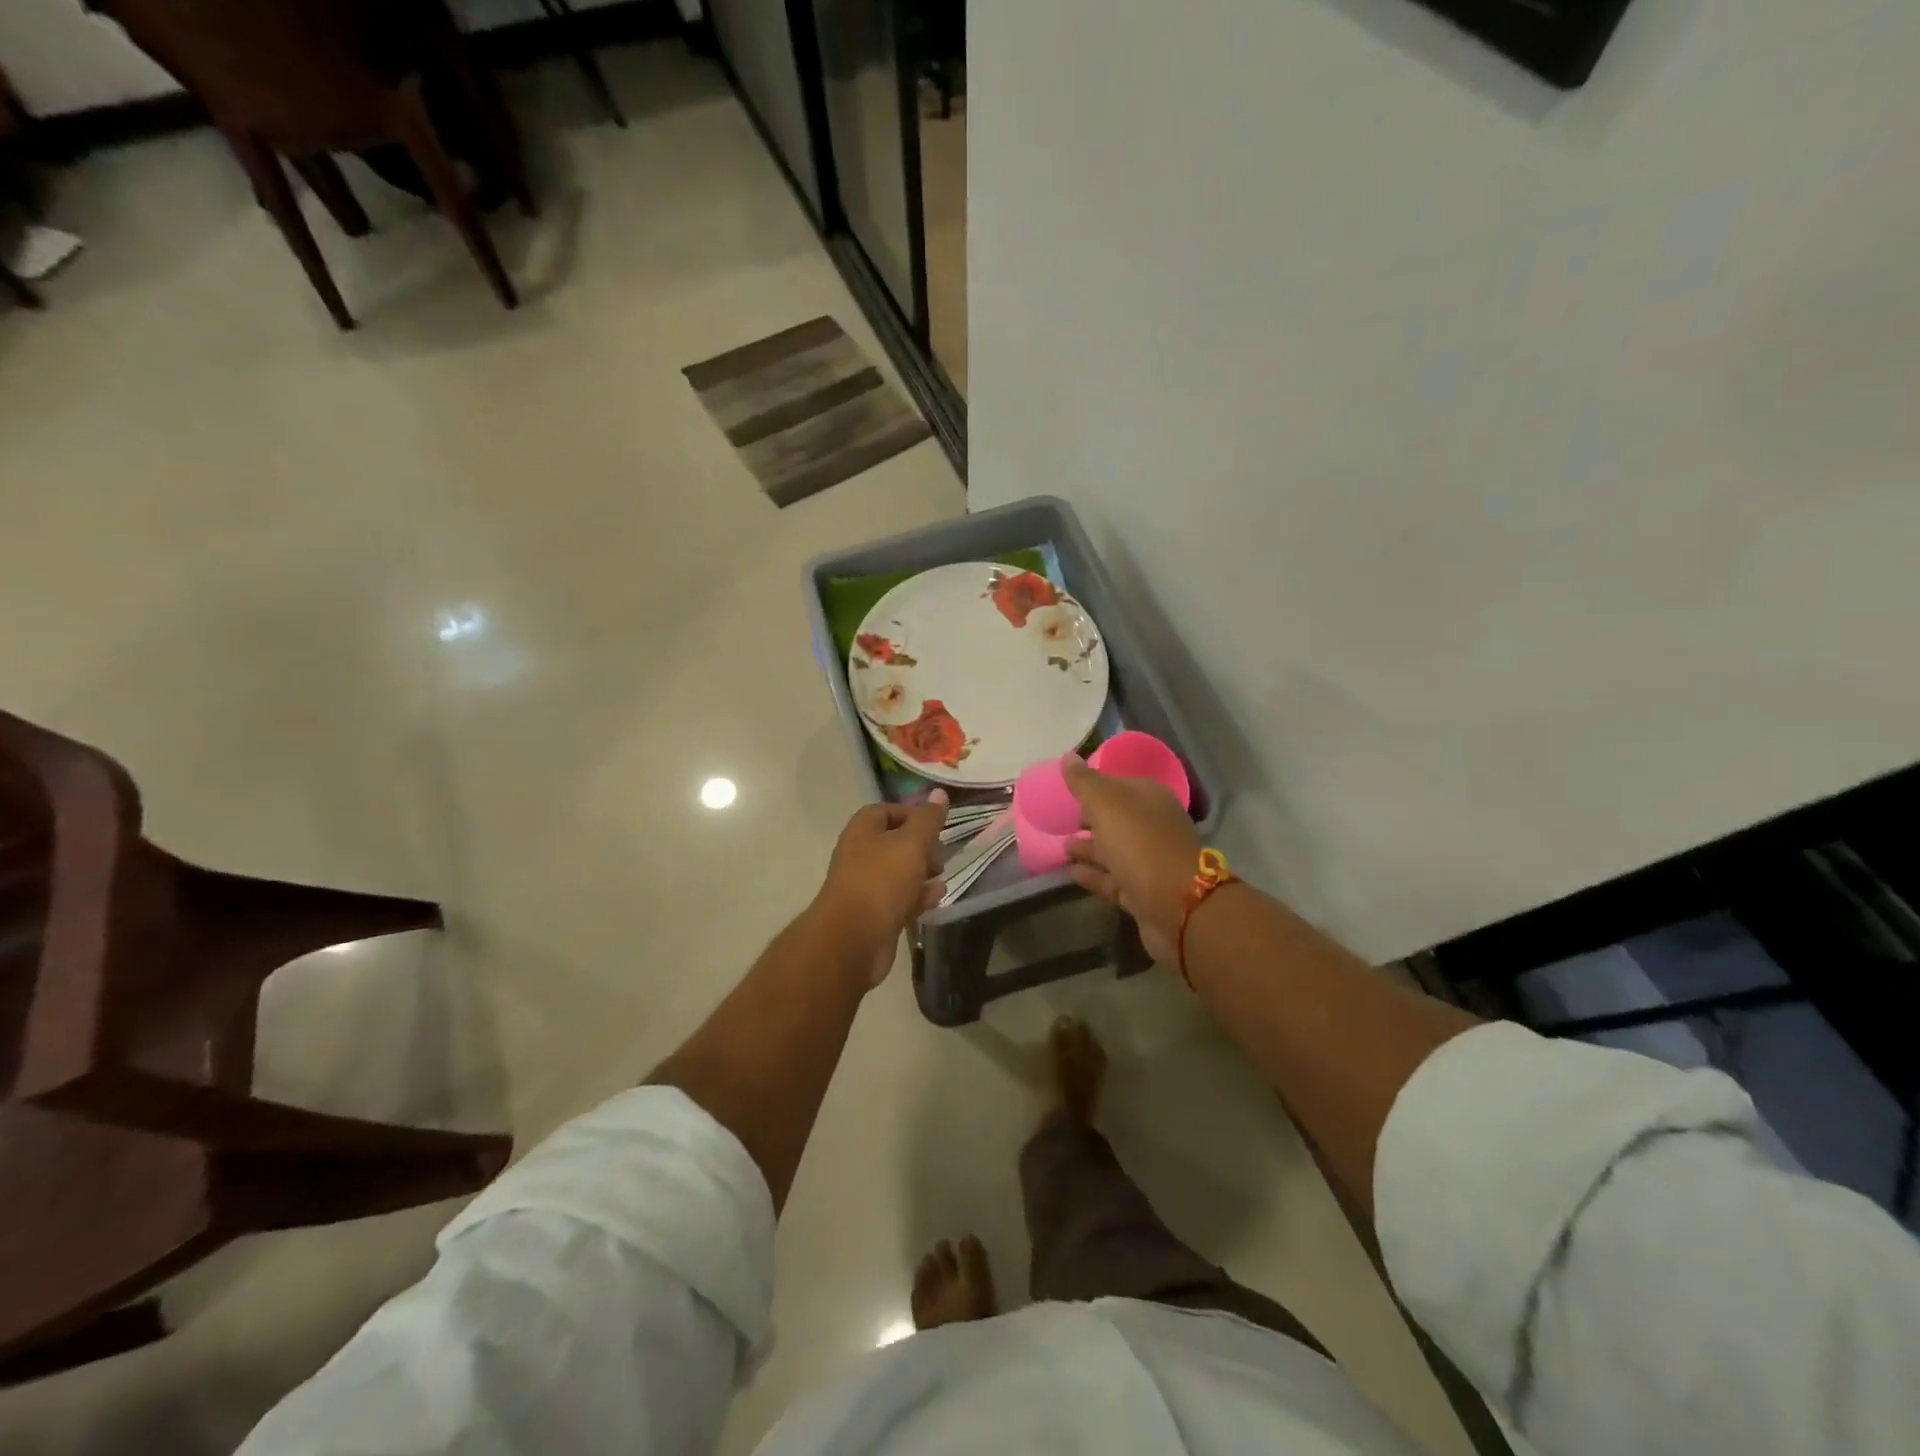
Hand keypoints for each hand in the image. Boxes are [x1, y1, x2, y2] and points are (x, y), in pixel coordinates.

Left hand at [809, 792, 948, 986]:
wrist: (853, 939)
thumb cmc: (882, 881)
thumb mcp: (912, 843)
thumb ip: (928, 819)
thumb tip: (939, 793)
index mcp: (863, 829)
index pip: (888, 810)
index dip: (914, 814)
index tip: (937, 825)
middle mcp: (861, 853)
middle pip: (896, 842)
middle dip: (922, 847)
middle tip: (941, 854)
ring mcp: (866, 885)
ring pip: (899, 872)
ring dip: (922, 873)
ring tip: (942, 876)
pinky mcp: (874, 913)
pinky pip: (899, 898)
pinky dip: (917, 896)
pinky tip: (936, 898)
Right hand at [1063, 758, 1200, 964]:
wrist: (1178, 908)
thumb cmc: (1141, 846)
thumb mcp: (1107, 806)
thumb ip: (1085, 782)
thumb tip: (1068, 756)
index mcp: (1151, 799)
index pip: (1119, 784)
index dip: (1093, 785)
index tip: (1067, 791)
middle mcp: (1154, 826)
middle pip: (1117, 818)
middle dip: (1090, 818)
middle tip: (1060, 819)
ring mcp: (1151, 861)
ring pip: (1114, 849)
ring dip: (1088, 847)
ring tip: (1061, 847)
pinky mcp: (1144, 892)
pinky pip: (1112, 878)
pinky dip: (1093, 874)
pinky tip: (1070, 871)